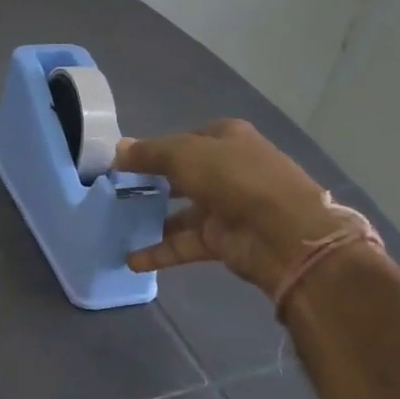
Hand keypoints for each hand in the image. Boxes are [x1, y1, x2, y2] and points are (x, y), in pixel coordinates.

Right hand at [117, 119, 361, 295]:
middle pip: (182, 175)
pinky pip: (185, 244)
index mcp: (226, 139)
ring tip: (117, 225)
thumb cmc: (235, 178)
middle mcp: (228, 170)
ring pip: (181, 212)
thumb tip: (117, 150)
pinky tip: (131, 260)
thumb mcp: (185, 154)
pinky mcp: (223, 241)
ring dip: (152, 219)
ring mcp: (227, 207)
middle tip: (116, 193)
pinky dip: (160, 251)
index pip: (184, 140)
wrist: (284, 234)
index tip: (123, 162)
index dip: (155, 149)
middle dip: (151, 184)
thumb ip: (149, 153)